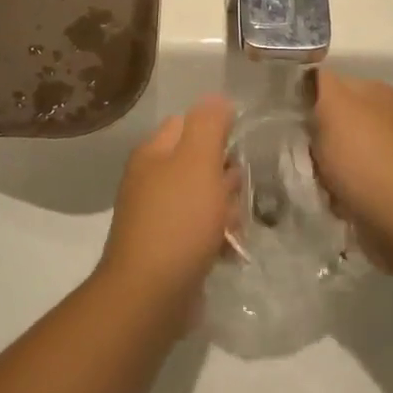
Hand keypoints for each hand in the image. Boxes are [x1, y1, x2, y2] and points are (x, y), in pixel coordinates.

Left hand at [99, 95, 236, 308]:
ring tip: (236, 226)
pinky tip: (230, 249)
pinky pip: (199, 231)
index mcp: (152, 154)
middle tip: (241, 191)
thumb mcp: (198, 161)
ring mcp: (156, 216)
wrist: (151, 294)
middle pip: (197, 163)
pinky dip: (216, 237)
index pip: (187, 123)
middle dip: (226, 176)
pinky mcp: (167, 249)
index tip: (243, 147)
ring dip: (226, 209)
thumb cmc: (178, 220)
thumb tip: (217, 98)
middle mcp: (149, 180)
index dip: (217, 130)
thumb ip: (208, 124)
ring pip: (202, 199)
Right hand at [310, 71, 392, 269]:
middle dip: (311, 140)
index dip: (302, 100)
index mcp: (375, 91)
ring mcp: (386, 154)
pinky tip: (333, 202)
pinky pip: (345, 183)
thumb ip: (318, 83)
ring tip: (316, 183)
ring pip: (333, 155)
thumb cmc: (366, 159)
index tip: (285, 121)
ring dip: (320, 170)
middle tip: (301, 156)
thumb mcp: (335, 106)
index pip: (325, 83)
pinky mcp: (383, 188)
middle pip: (328, 121)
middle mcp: (383, 118)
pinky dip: (335, 193)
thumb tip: (306, 78)